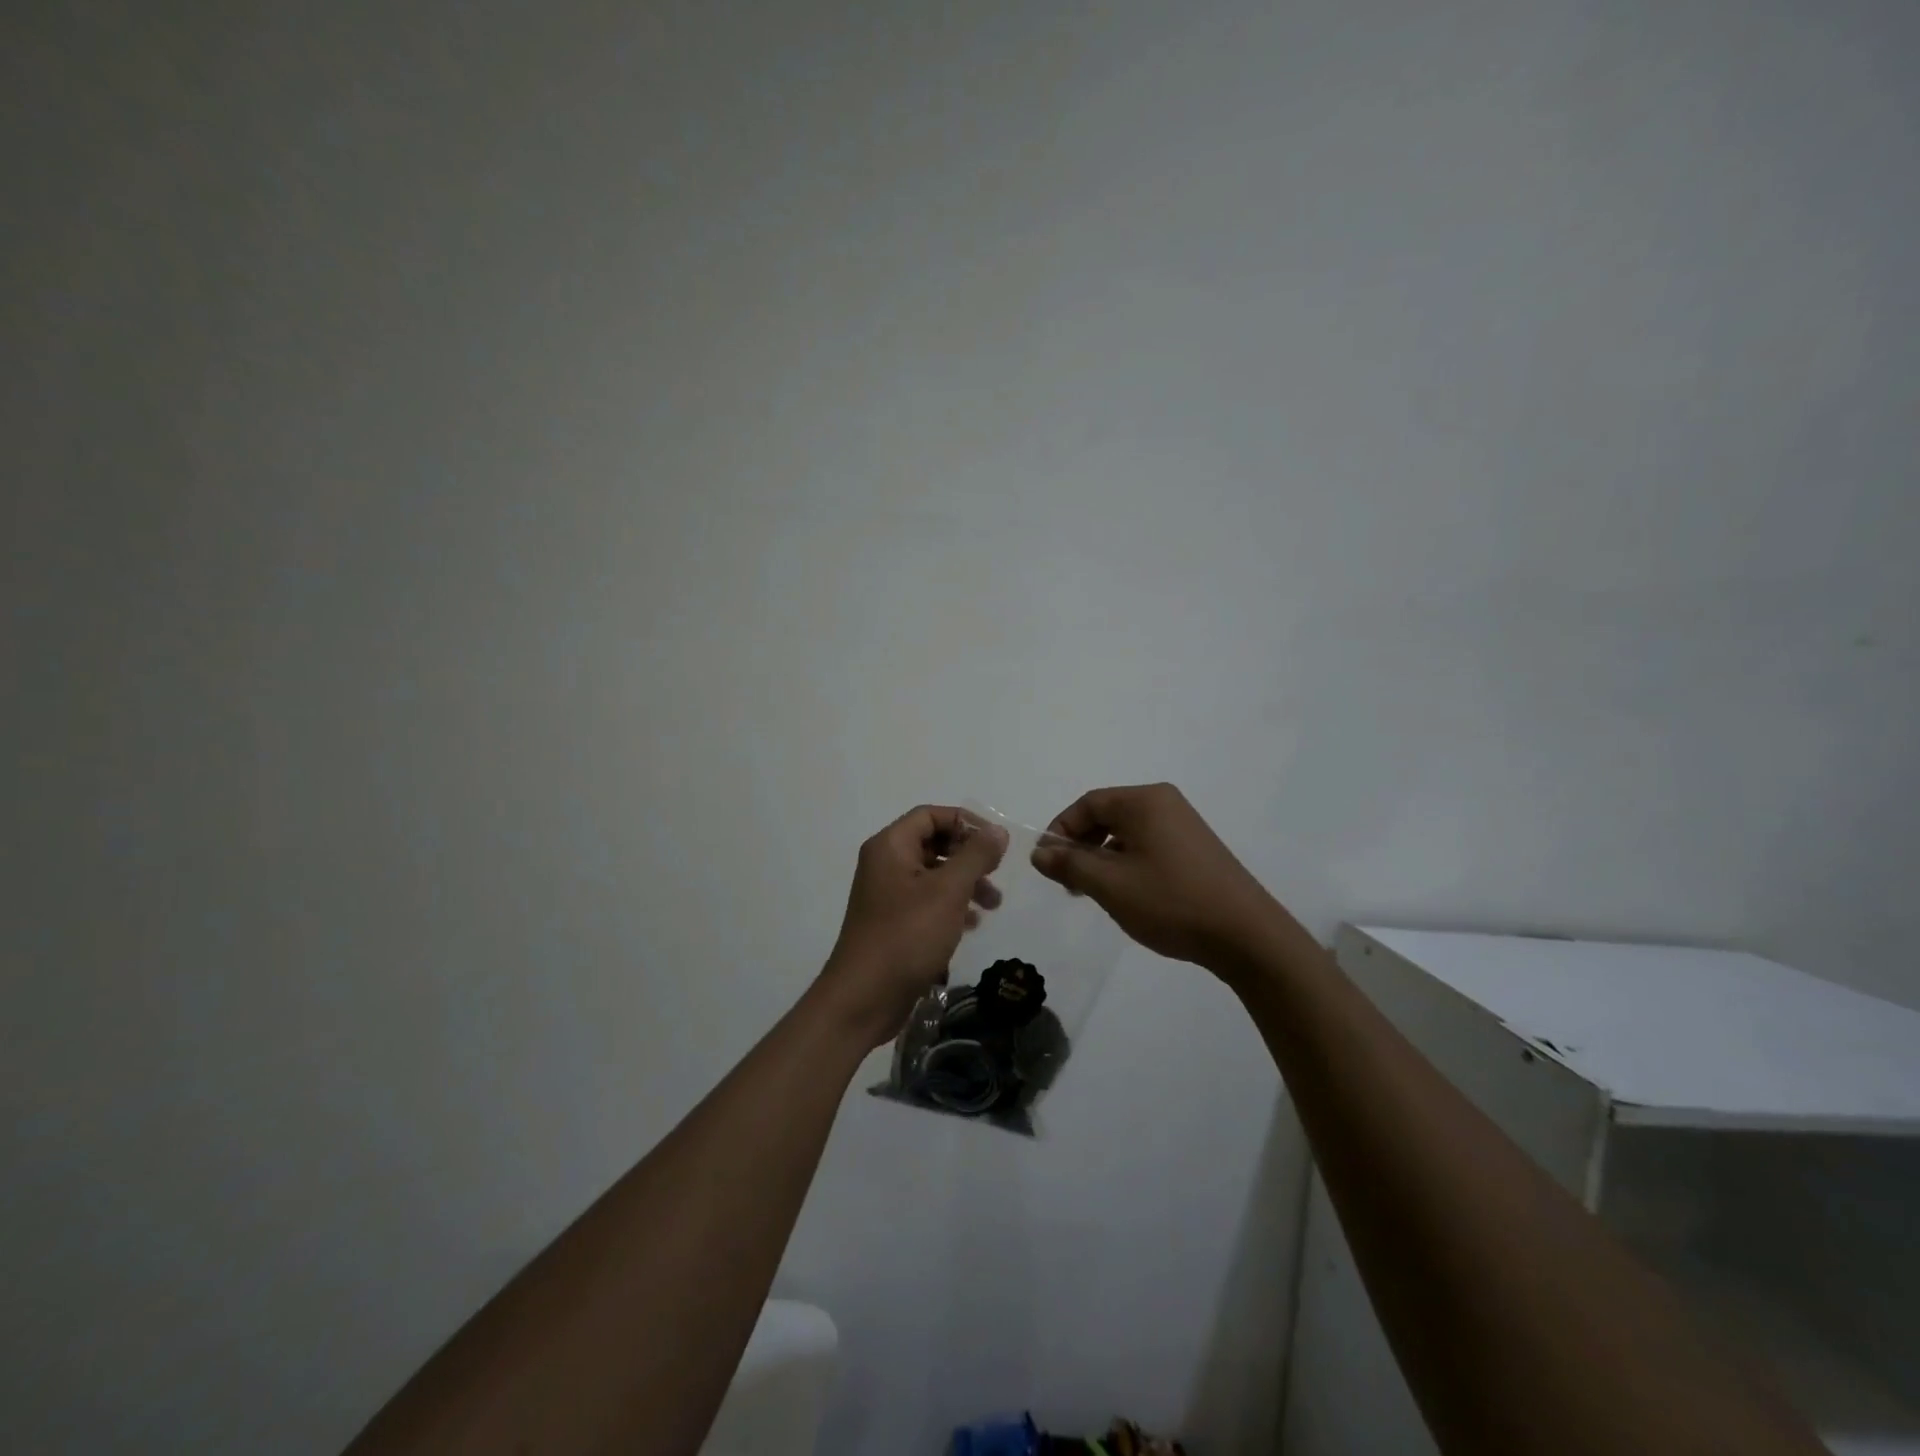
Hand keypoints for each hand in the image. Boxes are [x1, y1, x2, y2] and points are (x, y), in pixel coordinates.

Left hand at [818, 805, 1008, 1046]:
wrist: (864, 998)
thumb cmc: (907, 935)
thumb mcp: (948, 891)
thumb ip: (975, 856)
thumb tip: (996, 831)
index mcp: (890, 846)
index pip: (930, 815)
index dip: (965, 822)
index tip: (995, 842)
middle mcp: (885, 864)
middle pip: (932, 843)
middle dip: (968, 856)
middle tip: (997, 873)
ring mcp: (886, 895)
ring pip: (933, 875)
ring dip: (964, 883)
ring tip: (993, 905)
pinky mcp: (892, 923)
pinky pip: (926, 902)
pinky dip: (950, 906)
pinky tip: (971, 924)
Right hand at [1032, 783, 1280, 974]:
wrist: (1246, 935)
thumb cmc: (1171, 902)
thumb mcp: (1110, 885)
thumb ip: (1069, 865)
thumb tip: (1039, 852)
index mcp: (1144, 801)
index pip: (1087, 804)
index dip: (1060, 830)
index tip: (1046, 864)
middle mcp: (1165, 803)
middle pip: (1106, 814)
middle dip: (1080, 846)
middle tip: (1067, 882)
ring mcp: (1183, 825)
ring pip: (1126, 833)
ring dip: (1101, 858)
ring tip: (1093, 893)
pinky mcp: (1195, 848)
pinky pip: (1147, 845)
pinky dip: (1126, 863)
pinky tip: (1126, 894)